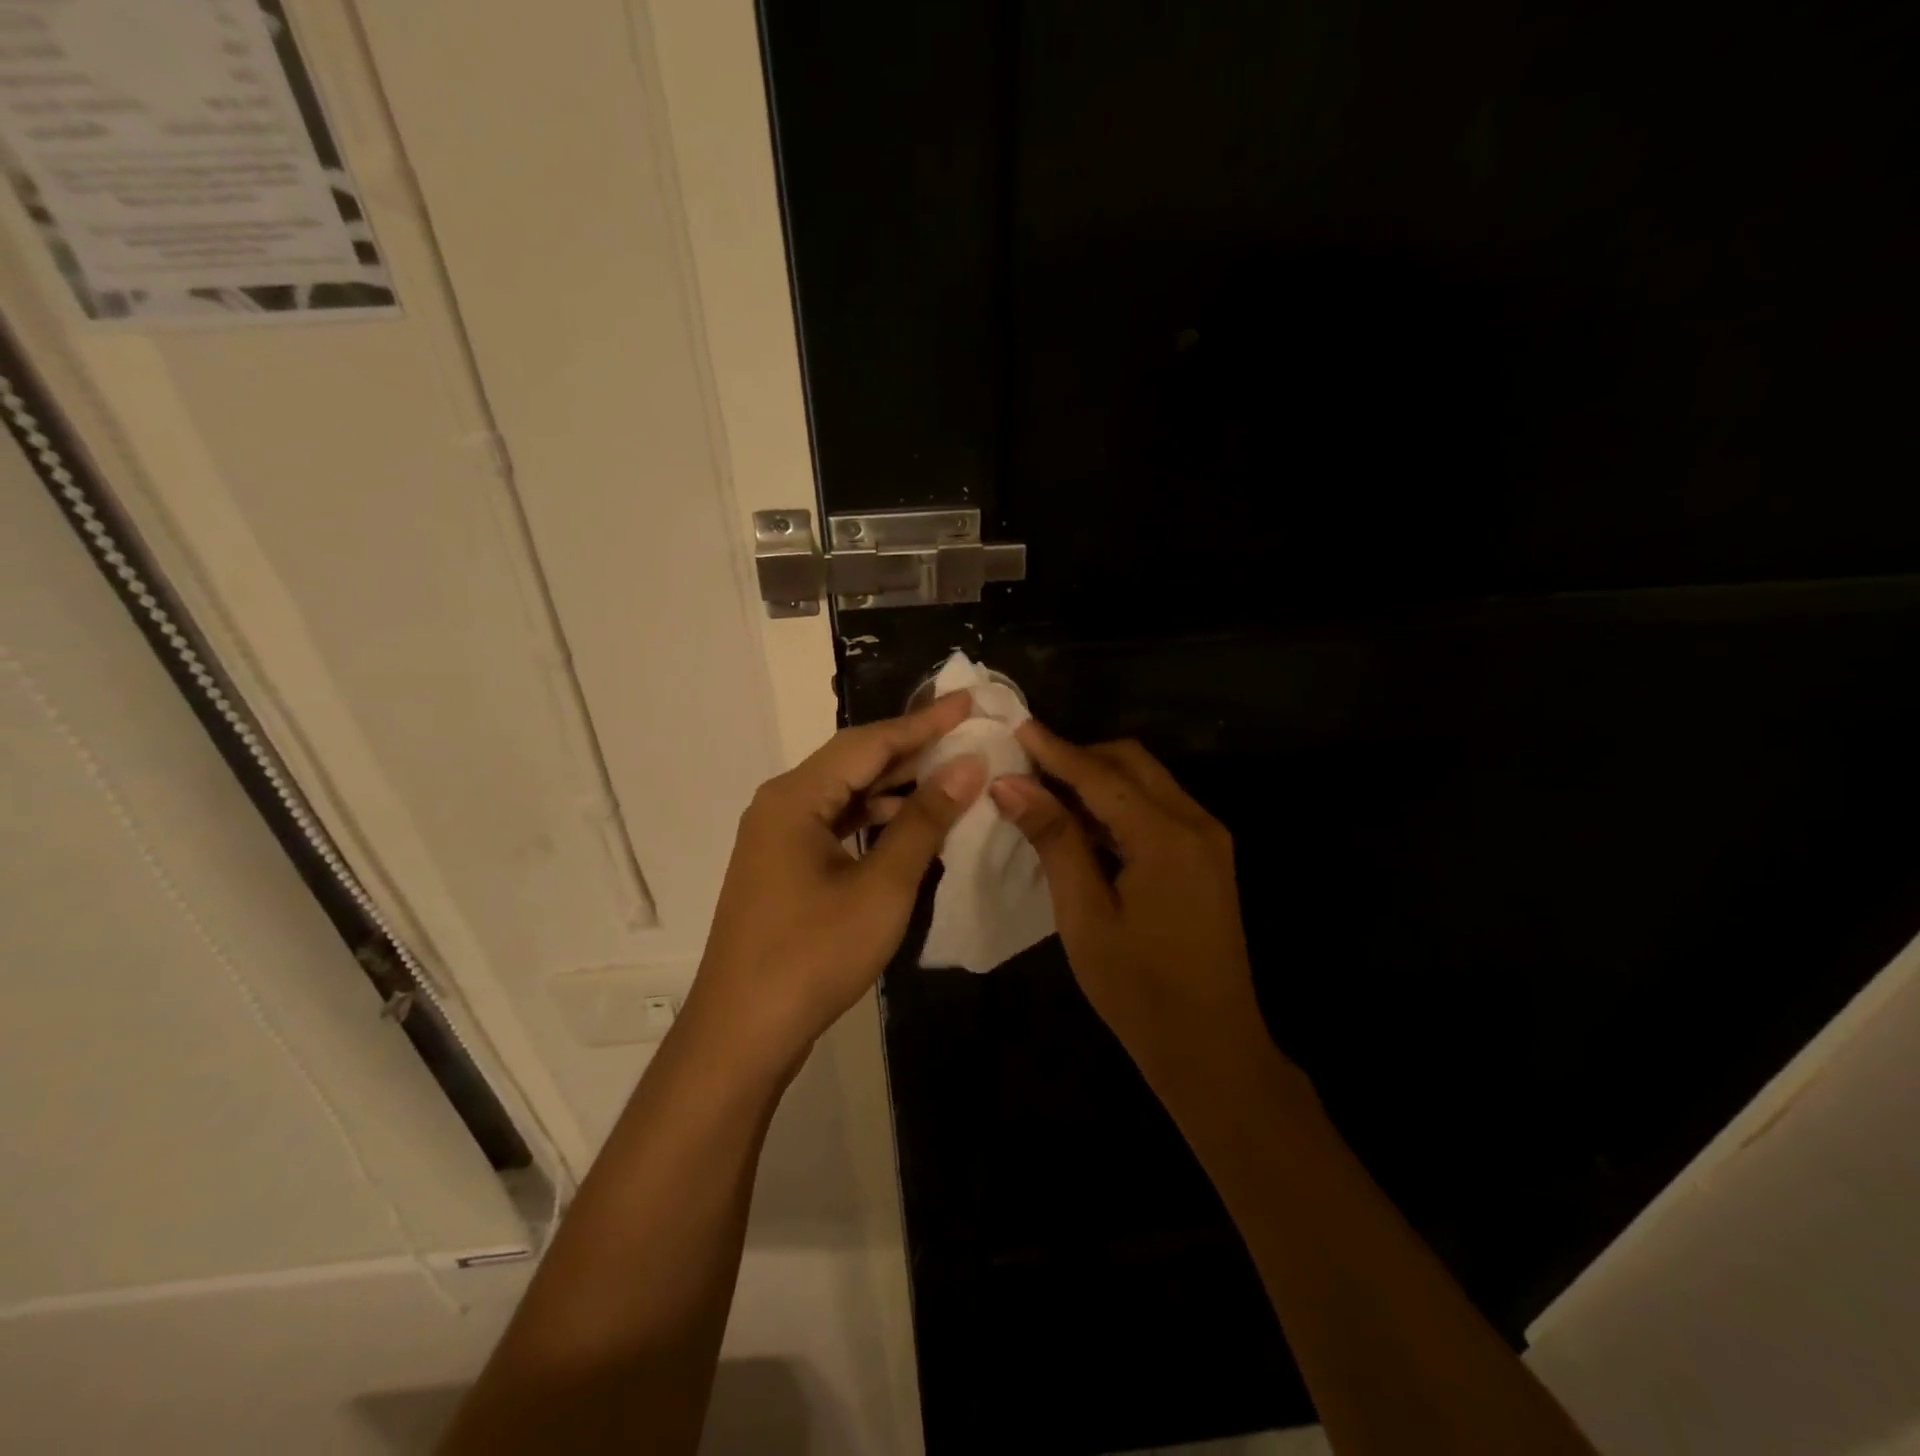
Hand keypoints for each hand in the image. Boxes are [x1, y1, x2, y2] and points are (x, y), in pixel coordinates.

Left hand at [690, 693, 987, 1072]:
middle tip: (966, 735)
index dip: (924, 722)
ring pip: (844, 793)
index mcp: (796, 797)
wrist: (742, 1032)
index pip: (870, 742)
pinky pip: (834, 823)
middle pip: (854, 761)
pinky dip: (873, 818)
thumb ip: (925, 821)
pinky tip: (908, 827)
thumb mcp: (882, 887)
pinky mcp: (781, 865)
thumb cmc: (813, 956)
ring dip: (895, 785)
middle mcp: (780, 804)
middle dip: (911, 749)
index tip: (968, 701)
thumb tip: (967, 766)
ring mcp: (776, 836)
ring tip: (949, 778)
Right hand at [990, 725, 1265, 1087]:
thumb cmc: (1138, 990)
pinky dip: (1120, 805)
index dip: (1054, 750)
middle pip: (1131, 763)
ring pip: (1147, 782)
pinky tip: (1084, 825)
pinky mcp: (1208, 857)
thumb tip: (1011, 785)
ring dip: (1099, 779)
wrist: (1212, 1048)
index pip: (1100, 775)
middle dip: (1079, 756)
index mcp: (1166, 837)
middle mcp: (1196, 823)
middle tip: (1027, 767)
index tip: (1015, 725)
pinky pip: (1159, 809)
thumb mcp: (1084, 915)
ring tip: (1045, 792)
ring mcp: (1209, 839)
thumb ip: (1053, 840)